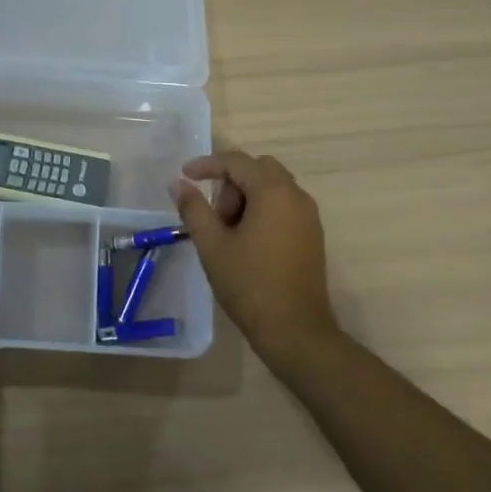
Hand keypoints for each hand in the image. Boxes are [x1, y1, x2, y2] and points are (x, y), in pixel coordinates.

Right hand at [174, 150, 339, 367]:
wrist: (295, 331)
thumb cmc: (249, 284)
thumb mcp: (212, 245)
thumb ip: (193, 208)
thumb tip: (178, 183)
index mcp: (273, 192)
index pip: (236, 161)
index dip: (207, 164)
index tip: (184, 175)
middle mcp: (296, 196)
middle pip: (258, 169)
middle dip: (231, 182)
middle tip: (213, 214)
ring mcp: (309, 216)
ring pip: (272, 187)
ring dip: (246, 196)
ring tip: (227, 231)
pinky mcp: (312, 235)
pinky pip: (284, 206)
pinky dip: (262, 210)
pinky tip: (247, 241)